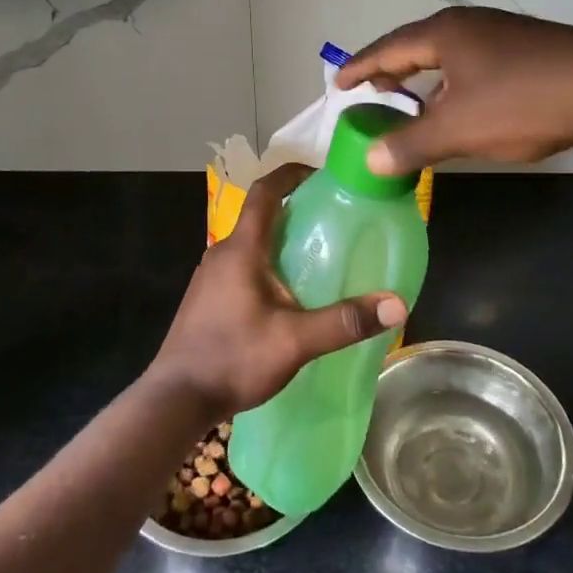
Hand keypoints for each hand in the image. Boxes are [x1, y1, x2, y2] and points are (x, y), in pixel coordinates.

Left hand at [146, 164, 407, 420]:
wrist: (176, 399)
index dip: (291, 174)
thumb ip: (344, 321)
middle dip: (294, 209)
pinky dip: (267, 263)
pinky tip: (287, 293)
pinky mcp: (207, 297)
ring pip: (250, 243)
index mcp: (241, 249)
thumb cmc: (233, 358)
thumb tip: (397, 304)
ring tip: (316, 253)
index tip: (322, 173)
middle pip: (259, 215)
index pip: (264, 192)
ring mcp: (210, 276)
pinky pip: (242, 265)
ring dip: (280, 238)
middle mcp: (222, 253)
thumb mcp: (295, 341)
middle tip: (332, 217)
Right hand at [337, 7, 572, 172]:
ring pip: (448, 54)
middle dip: (391, 70)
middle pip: (415, 45)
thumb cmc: (522, 102)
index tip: (338, 84)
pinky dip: (453, 81)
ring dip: (424, 78)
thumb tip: (370, 159)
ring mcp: (501, 31)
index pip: (387, 48)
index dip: (360, 68)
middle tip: (371, 92)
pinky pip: (473, 61)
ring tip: (412, 102)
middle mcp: (469, 23)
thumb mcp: (459, 129)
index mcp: (444, 33)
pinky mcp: (527, 46)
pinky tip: (462, 103)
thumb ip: (411, 144)